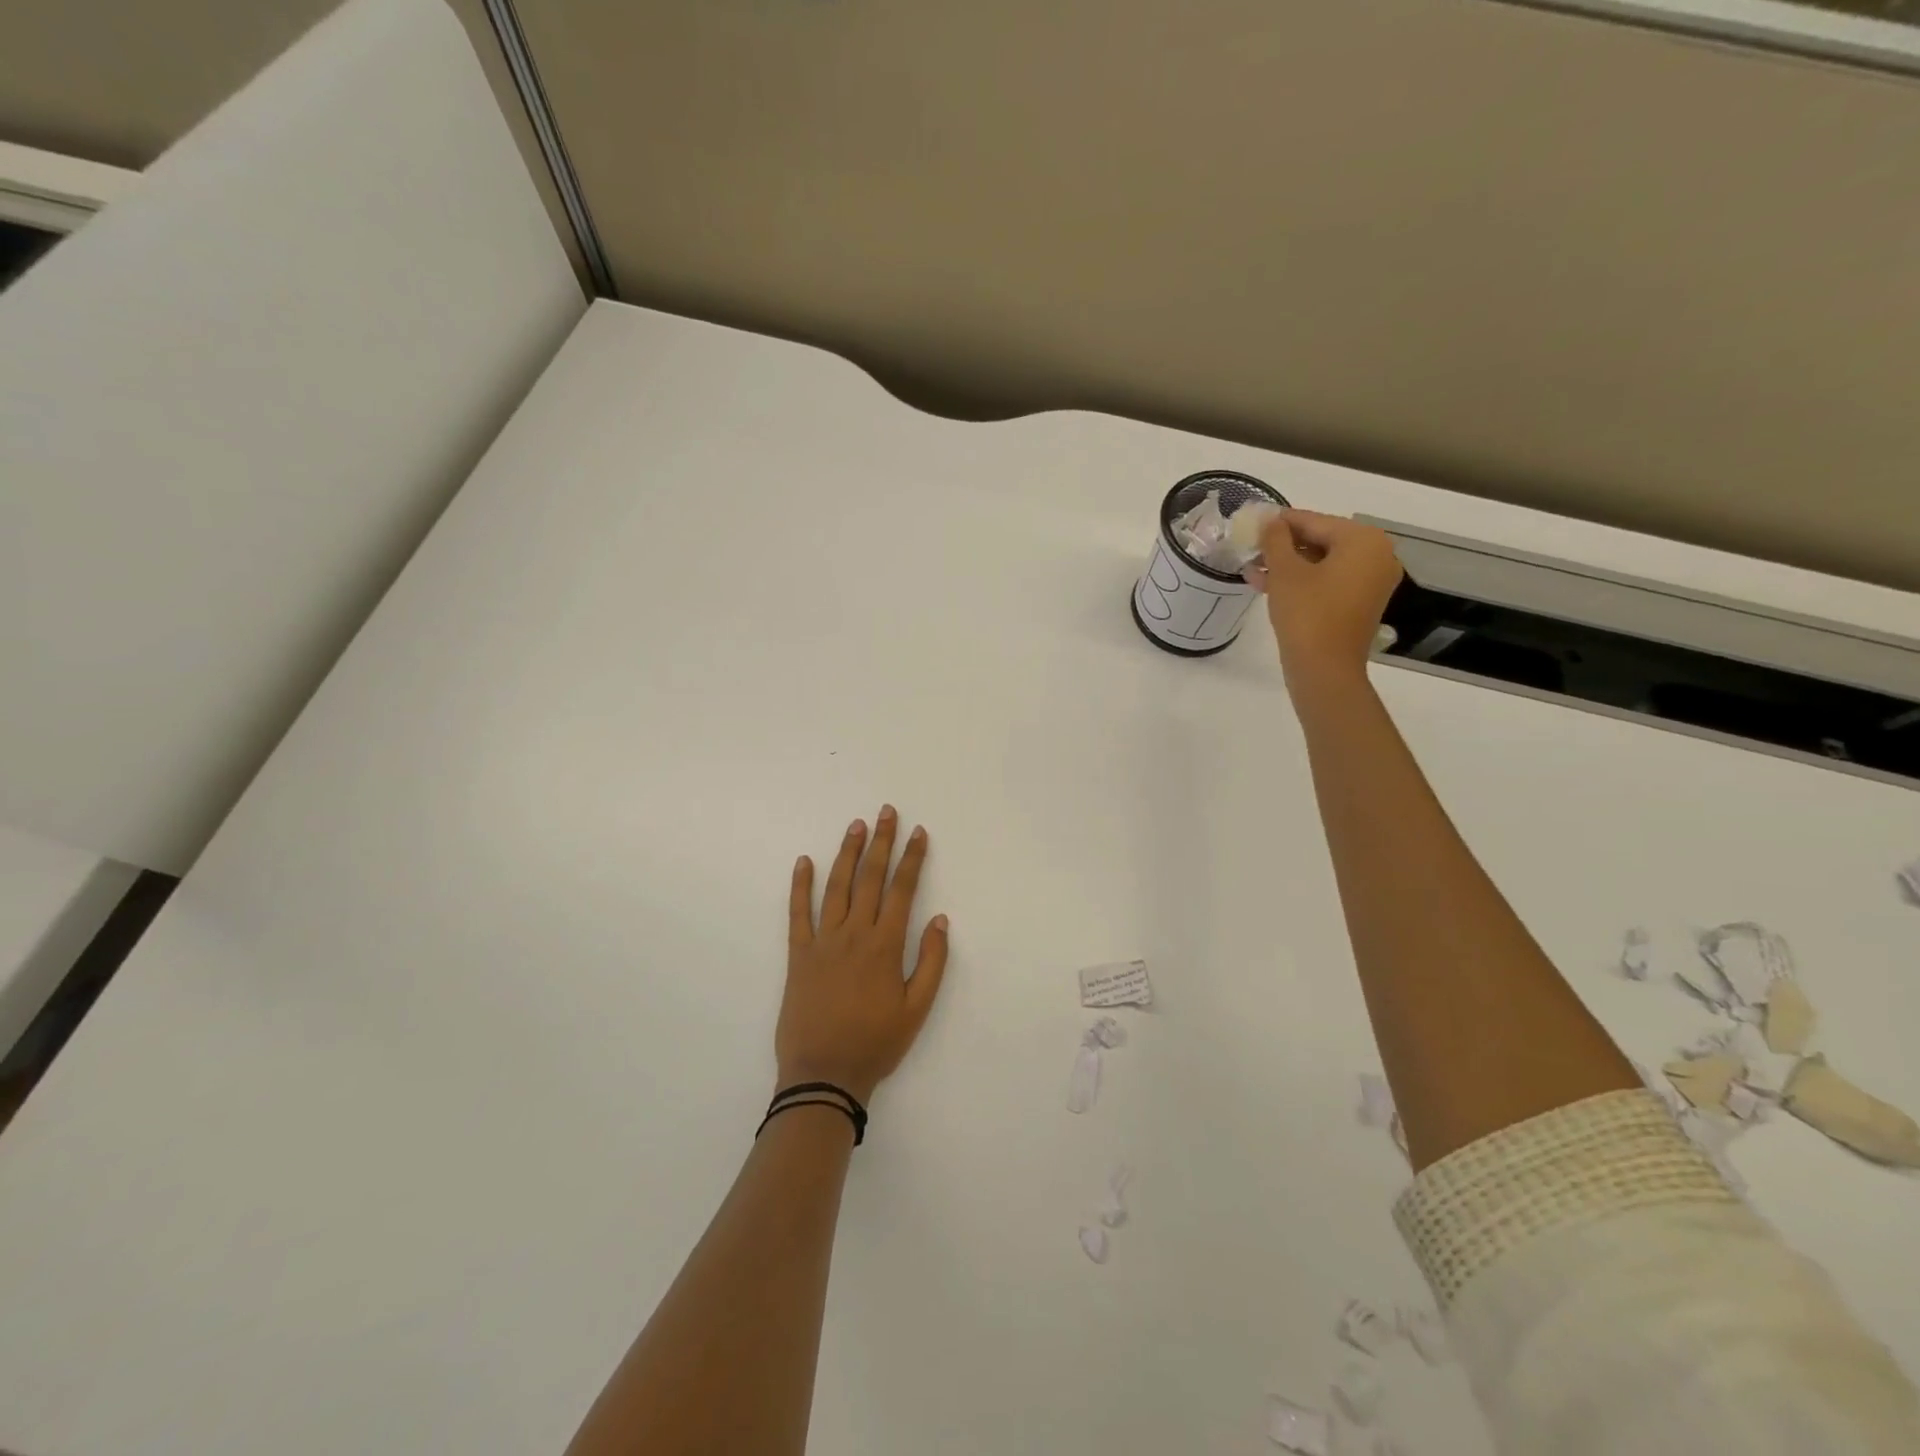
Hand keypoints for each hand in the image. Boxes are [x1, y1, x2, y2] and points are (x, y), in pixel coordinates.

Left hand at [776, 807, 949, 1104]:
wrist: (824, 1075)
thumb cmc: (876, 1043)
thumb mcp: (917, 1009)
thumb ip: (931, 962)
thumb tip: (940, 919)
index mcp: (884, 945)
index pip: (902, 890)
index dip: (912, 859)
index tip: (919, 832)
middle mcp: (854, 934)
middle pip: (869, 878)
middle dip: (881, 843)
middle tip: (886, 813)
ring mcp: (823, 941)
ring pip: (836, 887)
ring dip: (846, 853)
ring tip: (855, 826)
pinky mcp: (798, 954)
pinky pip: (798, 913)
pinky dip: (800, 886)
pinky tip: (804, 861)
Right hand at [1247, 510, 1402, 695]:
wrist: (1325, 669)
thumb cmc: (1307, 614)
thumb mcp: (1285, 572)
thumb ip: (1275, 539)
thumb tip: (1269, 519)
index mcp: (1364, 540)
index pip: (1315, 521)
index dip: (1280, 522)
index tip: (1253, 522)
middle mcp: (1377, 556)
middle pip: (1322, 541)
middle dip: (1283, 547)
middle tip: (1250, 550)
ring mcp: (1371, 582)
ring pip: (1322, 563)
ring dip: (1288, 566)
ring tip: (1253, 570)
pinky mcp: (1360, 604)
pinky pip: (1329, 582)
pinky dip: (1302, 581)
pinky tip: (1269, 586)